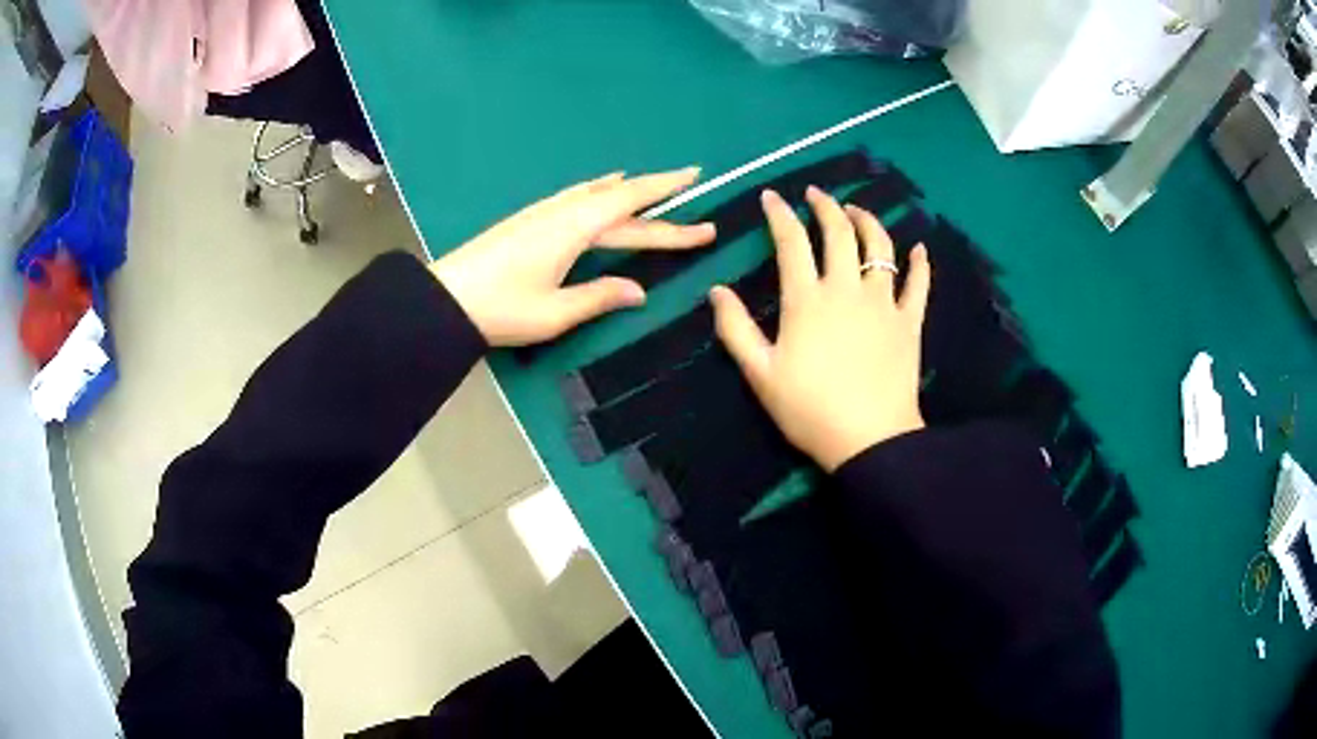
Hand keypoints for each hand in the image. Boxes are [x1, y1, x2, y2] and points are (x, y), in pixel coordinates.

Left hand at [431, 169, 715, 346]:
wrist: (445, 298)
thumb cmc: (501, 309)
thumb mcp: (555, 313)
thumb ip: (600, 297)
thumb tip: (639, 291)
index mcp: (576, 230)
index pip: (632, 205)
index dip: (666, 190)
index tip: (696, 176)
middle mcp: (564, 213)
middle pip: (621, 202)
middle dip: (661, 200)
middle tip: (694, 192)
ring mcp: (544, 213)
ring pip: (597, 194)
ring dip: (627, 189)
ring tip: (650, 186)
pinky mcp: (530, 220)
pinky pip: (576, 197)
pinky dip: (598, 191)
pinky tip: (597, 192)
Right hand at [711, 187, 931, 471]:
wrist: (869, 440)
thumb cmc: (809, 410)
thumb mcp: (760, 374)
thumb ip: (736, 329)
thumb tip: (716, 291)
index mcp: (807, 300)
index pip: (792, 242)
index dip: (780, 215)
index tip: (772, 197)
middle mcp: (847, 289)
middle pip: (838, 233)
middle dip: (826, 206)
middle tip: (816, 194)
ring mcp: (883, 303)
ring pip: (879, 248)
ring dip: (868, 221)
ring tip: (857, 210)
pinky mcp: (910, 322)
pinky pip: (918, 285)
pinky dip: (919, 264)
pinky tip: (919, 249)